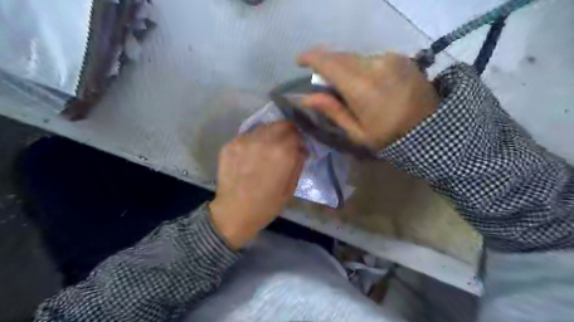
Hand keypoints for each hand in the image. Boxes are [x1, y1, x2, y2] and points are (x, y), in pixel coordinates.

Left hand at [207, 120, 303, 248]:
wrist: (234, 213)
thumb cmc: (267, 205)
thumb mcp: (291, 187)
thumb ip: (298, 162)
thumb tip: (301, 148)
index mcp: (282, 153)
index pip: (295, 131)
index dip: (298, 138)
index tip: (297, 146)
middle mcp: (263, 141)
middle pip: (280, 124)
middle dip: (285, 132)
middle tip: (284, 145)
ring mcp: (243, 141)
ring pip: (263, 127)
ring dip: (268, 135)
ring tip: (266, 150)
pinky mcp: (229, 145)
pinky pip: (247, 136)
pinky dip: (253, 142)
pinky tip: (251, 156)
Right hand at [296, 47, 439, 149]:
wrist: (431, 127)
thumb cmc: (389, 136)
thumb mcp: (357, 132)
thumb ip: (332, 111)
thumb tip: (306, 98)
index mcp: (361, 88)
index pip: (329, 63)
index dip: (311, 58)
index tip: (300, 61)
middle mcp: (374, 66)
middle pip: (340, 57)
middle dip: (326, 63)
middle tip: (321, 79)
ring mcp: (389, 59)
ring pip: (355, 57)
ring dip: (344, 66)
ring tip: (344, 84)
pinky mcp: (399, 57)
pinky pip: (370, 58)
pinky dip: (360, 66)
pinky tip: (363, 81)